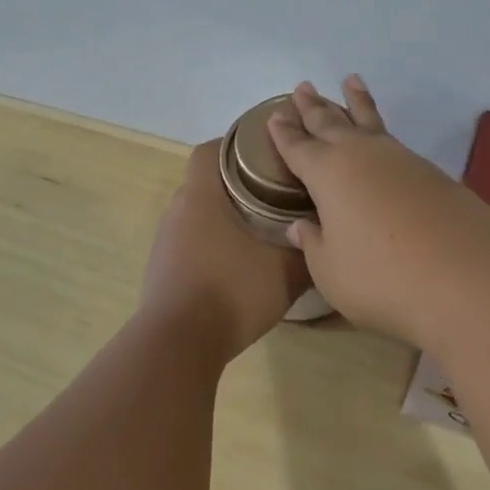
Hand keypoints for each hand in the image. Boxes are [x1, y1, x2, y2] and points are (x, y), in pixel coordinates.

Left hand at [139, 139, 309, 360]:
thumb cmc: (231, 293)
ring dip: (224, 216)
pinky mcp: (162, 270)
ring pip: (198, 214)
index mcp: (201, 197)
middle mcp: (177, 212)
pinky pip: (190, 243)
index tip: (267, 153)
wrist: (177, 345)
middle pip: (206, 182)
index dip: (236, 144)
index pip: (211, 150)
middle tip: (274, 192)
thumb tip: (327, 243)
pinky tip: (236, 265)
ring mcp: (165, 242)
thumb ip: (308, 254)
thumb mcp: (284, 274)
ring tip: (260, 229)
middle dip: (238, 183)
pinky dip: (212, 244)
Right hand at [266, 77, 489, 349]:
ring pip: (372, 123)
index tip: (275, 115)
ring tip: (351, 81)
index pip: (298, 147)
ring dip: (357, 103)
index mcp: (328, 174)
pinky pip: (397, 144)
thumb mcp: (331, 271)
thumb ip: (314, 244)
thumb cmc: (382, 279)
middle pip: (332, 123)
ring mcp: (404, 161)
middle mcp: (364, 156)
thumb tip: (301, 226)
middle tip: (303, 87)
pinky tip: (385, 142)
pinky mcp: (435, 175)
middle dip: (315, 107)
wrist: (467, 282)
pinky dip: (384, 133)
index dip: (284, 133)